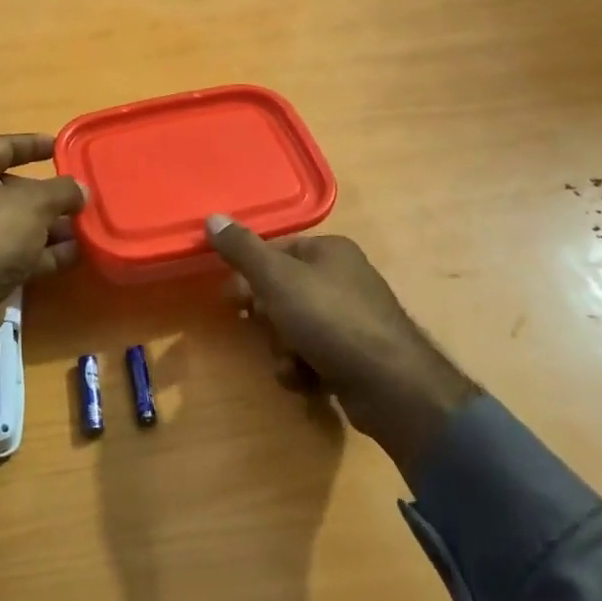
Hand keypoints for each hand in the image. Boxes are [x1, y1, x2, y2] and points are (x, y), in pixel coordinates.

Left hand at [0, 135, 87, 345]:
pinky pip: (21, 253)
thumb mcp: (34, 202)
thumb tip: (82, 190)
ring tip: (89, 225)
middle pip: (14, 189)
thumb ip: (62, 190)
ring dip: (54, 226)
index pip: (2, 146)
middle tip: (82, 195)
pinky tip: (78, 253)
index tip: (59, 146)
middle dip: (50, 194)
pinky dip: (47, 253)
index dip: (31, 144)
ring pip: (20, 224)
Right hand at [206, 215, 480, 483]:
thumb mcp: (277, 279)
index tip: (236, 299)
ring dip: (283, 350)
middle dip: (269, 320)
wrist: (390, 383)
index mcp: (330, 250)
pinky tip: (307, 381)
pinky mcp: (356, 354)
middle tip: (266, 331)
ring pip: (294, 328)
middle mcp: (344, 278)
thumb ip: (242, 250)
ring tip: (292, 364)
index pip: (275, 251)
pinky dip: (303, 369)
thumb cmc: (329, 319)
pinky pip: (313, 354)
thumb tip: (212, 217)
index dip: (251, 275)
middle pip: (282, 293)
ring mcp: (352, 318)